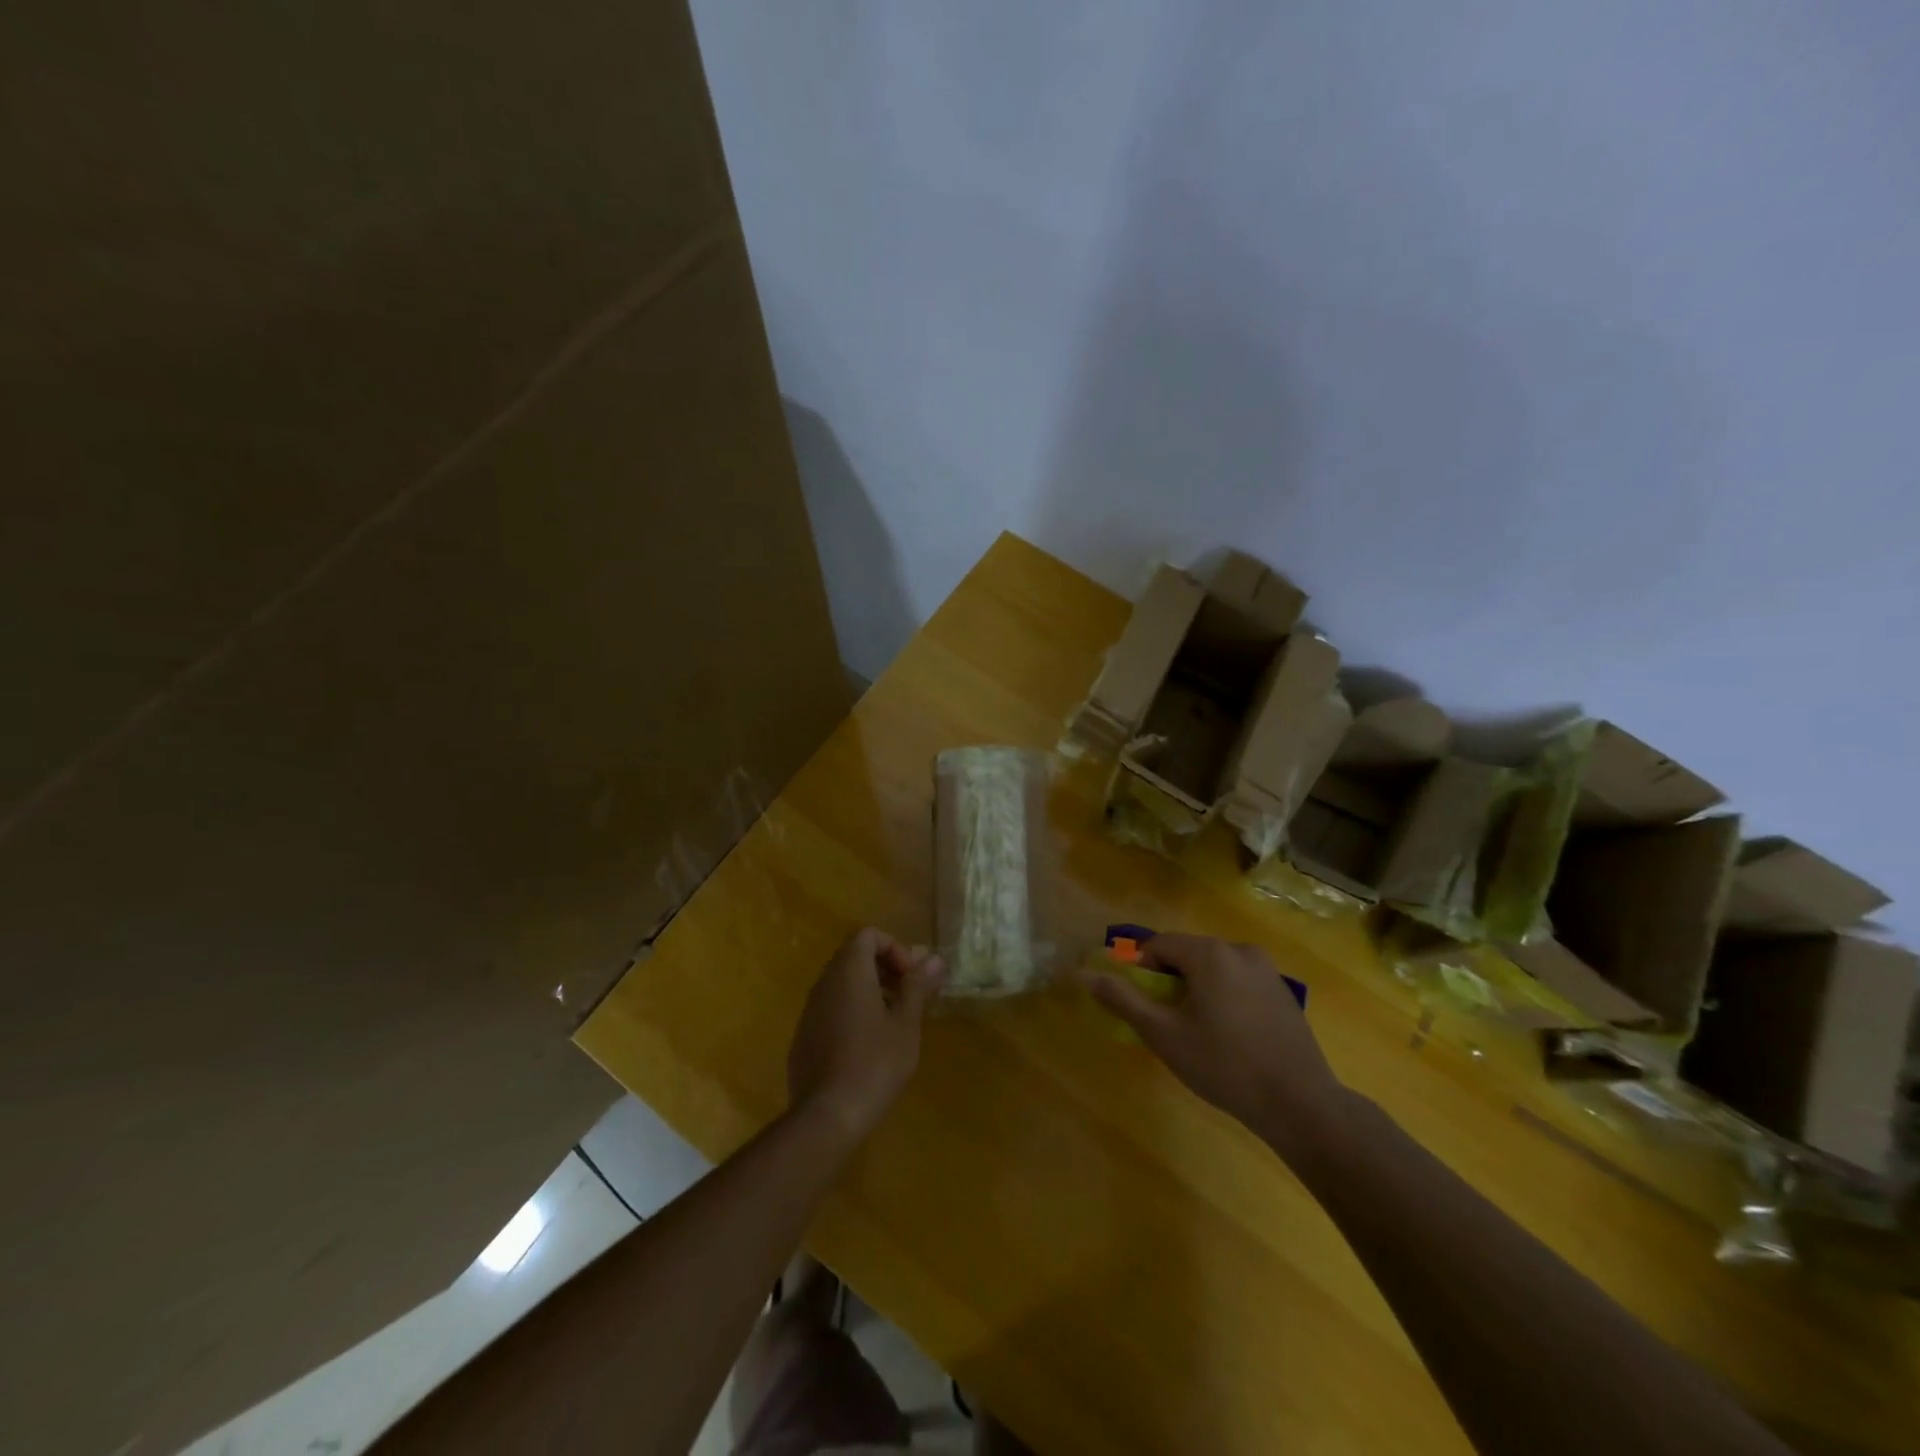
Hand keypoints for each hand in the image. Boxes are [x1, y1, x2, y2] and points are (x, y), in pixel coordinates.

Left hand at [788, 927, 945, 1142]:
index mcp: (849, 972)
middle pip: (854, 956)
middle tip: (910, 996)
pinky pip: (831, 1008)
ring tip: (895, 1022)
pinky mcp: (804, 1036)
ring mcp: (810, 1010)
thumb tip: (934, 958)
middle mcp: (824, 982)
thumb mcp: (905, 1023)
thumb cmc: (875, 1063)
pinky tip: (869, 1045)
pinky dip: (853, 1011)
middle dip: (886, 969)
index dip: (894, 948)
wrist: (827, 1115)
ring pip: (842, 984)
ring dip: (871, 991)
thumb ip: (917, 986)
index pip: (868, 935)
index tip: (911, 977)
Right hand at [1081, 933, 1345, 1154]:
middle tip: (1169, 1023)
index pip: (1159, 945)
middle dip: (1170, 981)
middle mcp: (1239, 949)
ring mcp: (1267, 969)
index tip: (1143, 1005)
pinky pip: (1239, 982)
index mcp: (1210, 953)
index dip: (1142, 970)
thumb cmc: (1223, 1065)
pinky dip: (1224, 998)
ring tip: (1199, 1033)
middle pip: (1188, 954)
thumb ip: (1123, 999)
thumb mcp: (1163, 1034)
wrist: (1299, 1104)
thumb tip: (1085, 974)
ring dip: (1197, 990)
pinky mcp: (1283, 992)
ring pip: (1214, 969)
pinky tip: (1231, 1037)